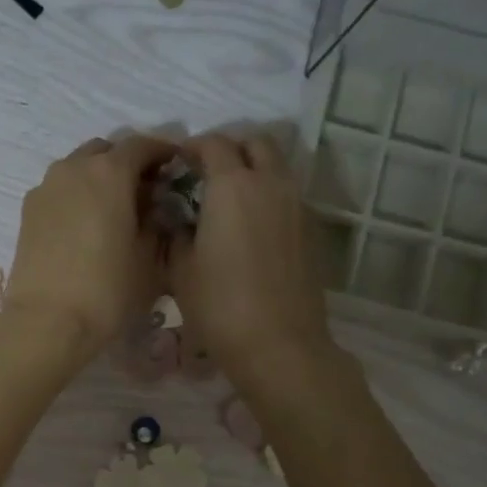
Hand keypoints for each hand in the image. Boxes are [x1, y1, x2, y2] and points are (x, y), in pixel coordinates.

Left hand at [1, 134, 177, 365]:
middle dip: (126, 164)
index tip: (176, 166)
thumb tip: (153, 208)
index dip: (163, 152)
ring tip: (113, 209)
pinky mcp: (27, 212)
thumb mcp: (149, 259)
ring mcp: (45, 188)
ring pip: (78, 169)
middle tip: (144, 191)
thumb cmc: (107, 291)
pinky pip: (59, 190)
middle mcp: (74, 168)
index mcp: (109, 171)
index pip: (142, 145)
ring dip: (98, 179)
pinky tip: (86, 225)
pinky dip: (76, 196)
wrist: (46, 322)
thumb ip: (156, 223)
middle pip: (106, 151)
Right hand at [169, 133, 346, 392]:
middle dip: (230, 148)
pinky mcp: (310, 229)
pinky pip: (287, 195)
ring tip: (228, 199)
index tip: (176, 164)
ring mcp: (296, 205)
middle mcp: (270, 183)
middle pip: (255, 142)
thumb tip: (180, 219)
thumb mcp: (181, 270)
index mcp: (233, 186)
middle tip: (206, 173)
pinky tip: (250, 226)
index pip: (212, 144)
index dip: (191, 148)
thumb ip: (177, 233)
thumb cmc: (219, 306)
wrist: (279, 344)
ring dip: (253, 169)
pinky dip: (268, 195)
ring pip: (277, 166)